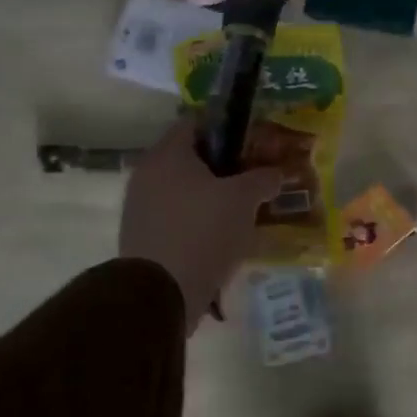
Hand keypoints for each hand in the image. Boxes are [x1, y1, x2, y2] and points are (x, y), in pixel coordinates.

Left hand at [118, 118, 282, 330]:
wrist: (160, 293)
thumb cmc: (203, 231)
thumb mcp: (244, 199)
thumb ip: (263, 179)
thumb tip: (275, 173)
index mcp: (168, 154)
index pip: (196, 122)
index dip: (228, 129)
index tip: (254, 142)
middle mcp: (147, 174)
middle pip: (191, 158)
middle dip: (225, 167)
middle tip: (255, 178)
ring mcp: (141, 207)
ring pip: (185, 190)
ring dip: (212, 197)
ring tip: (244, 211)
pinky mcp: (143, 237)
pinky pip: (177, 217)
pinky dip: (199, 221)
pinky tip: (224, 236)